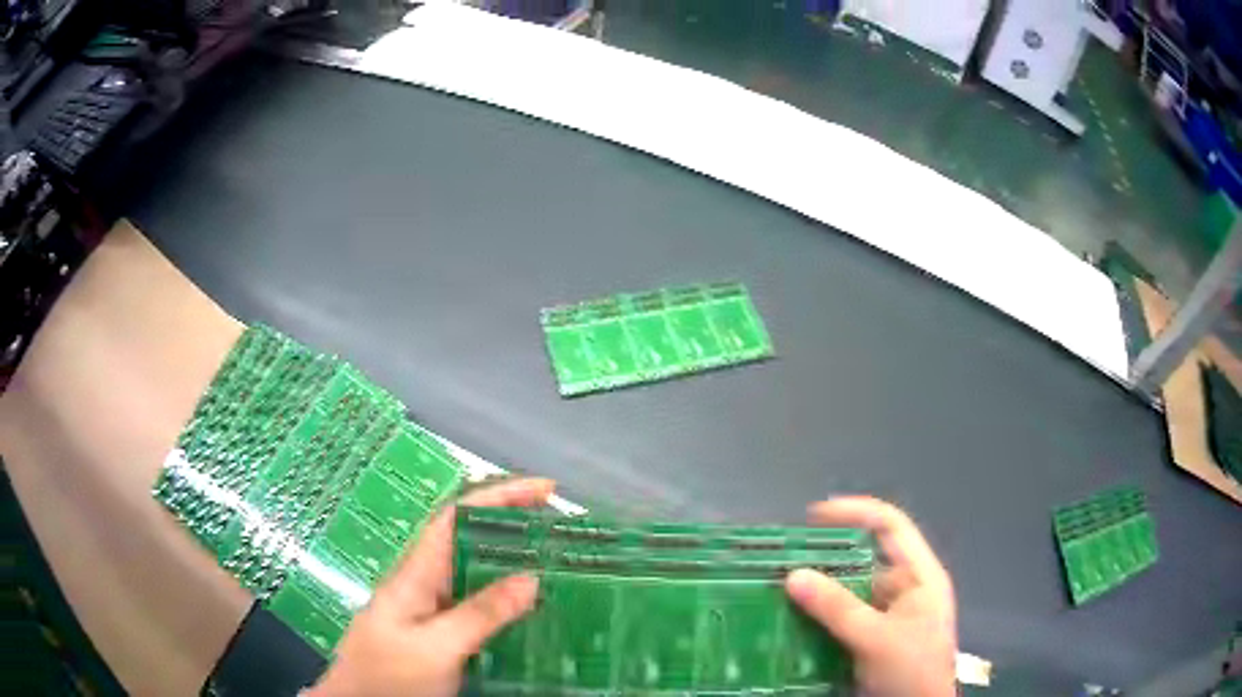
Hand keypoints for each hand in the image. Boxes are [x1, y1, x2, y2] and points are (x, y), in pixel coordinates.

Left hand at [306, 478, 555, 696]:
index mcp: (416, 573)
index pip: (456, 516)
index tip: (545, 489)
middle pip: (467, 538)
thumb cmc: (389, 676)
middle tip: (559, 526)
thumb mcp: (437, 648)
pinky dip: (504, 597)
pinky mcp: (435, 631)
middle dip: (511, 523)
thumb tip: (532, 577)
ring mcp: (428, 608)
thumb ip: (480, 614)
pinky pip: (475, 603)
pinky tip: (528, 609)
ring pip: (473, 571)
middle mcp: (422, 582)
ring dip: (511, 560)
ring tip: (554, 561)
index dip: (498, 495)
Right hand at [784, 496, 956, 696]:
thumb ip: (837, 608)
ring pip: (848, 593)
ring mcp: (887, 616)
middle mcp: (903, 589)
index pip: (890, 526)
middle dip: (825, 558)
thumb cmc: (911, 670)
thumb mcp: (877, 638)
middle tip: (783, 561)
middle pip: (864, 559)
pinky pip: (841, 619)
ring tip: (778, 591)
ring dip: (817, 592)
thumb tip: (794, 576)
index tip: (812, 517)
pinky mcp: (871, 640)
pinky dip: (818, 619)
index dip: (855, 512)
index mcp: (919, 576)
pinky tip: (791, 623)